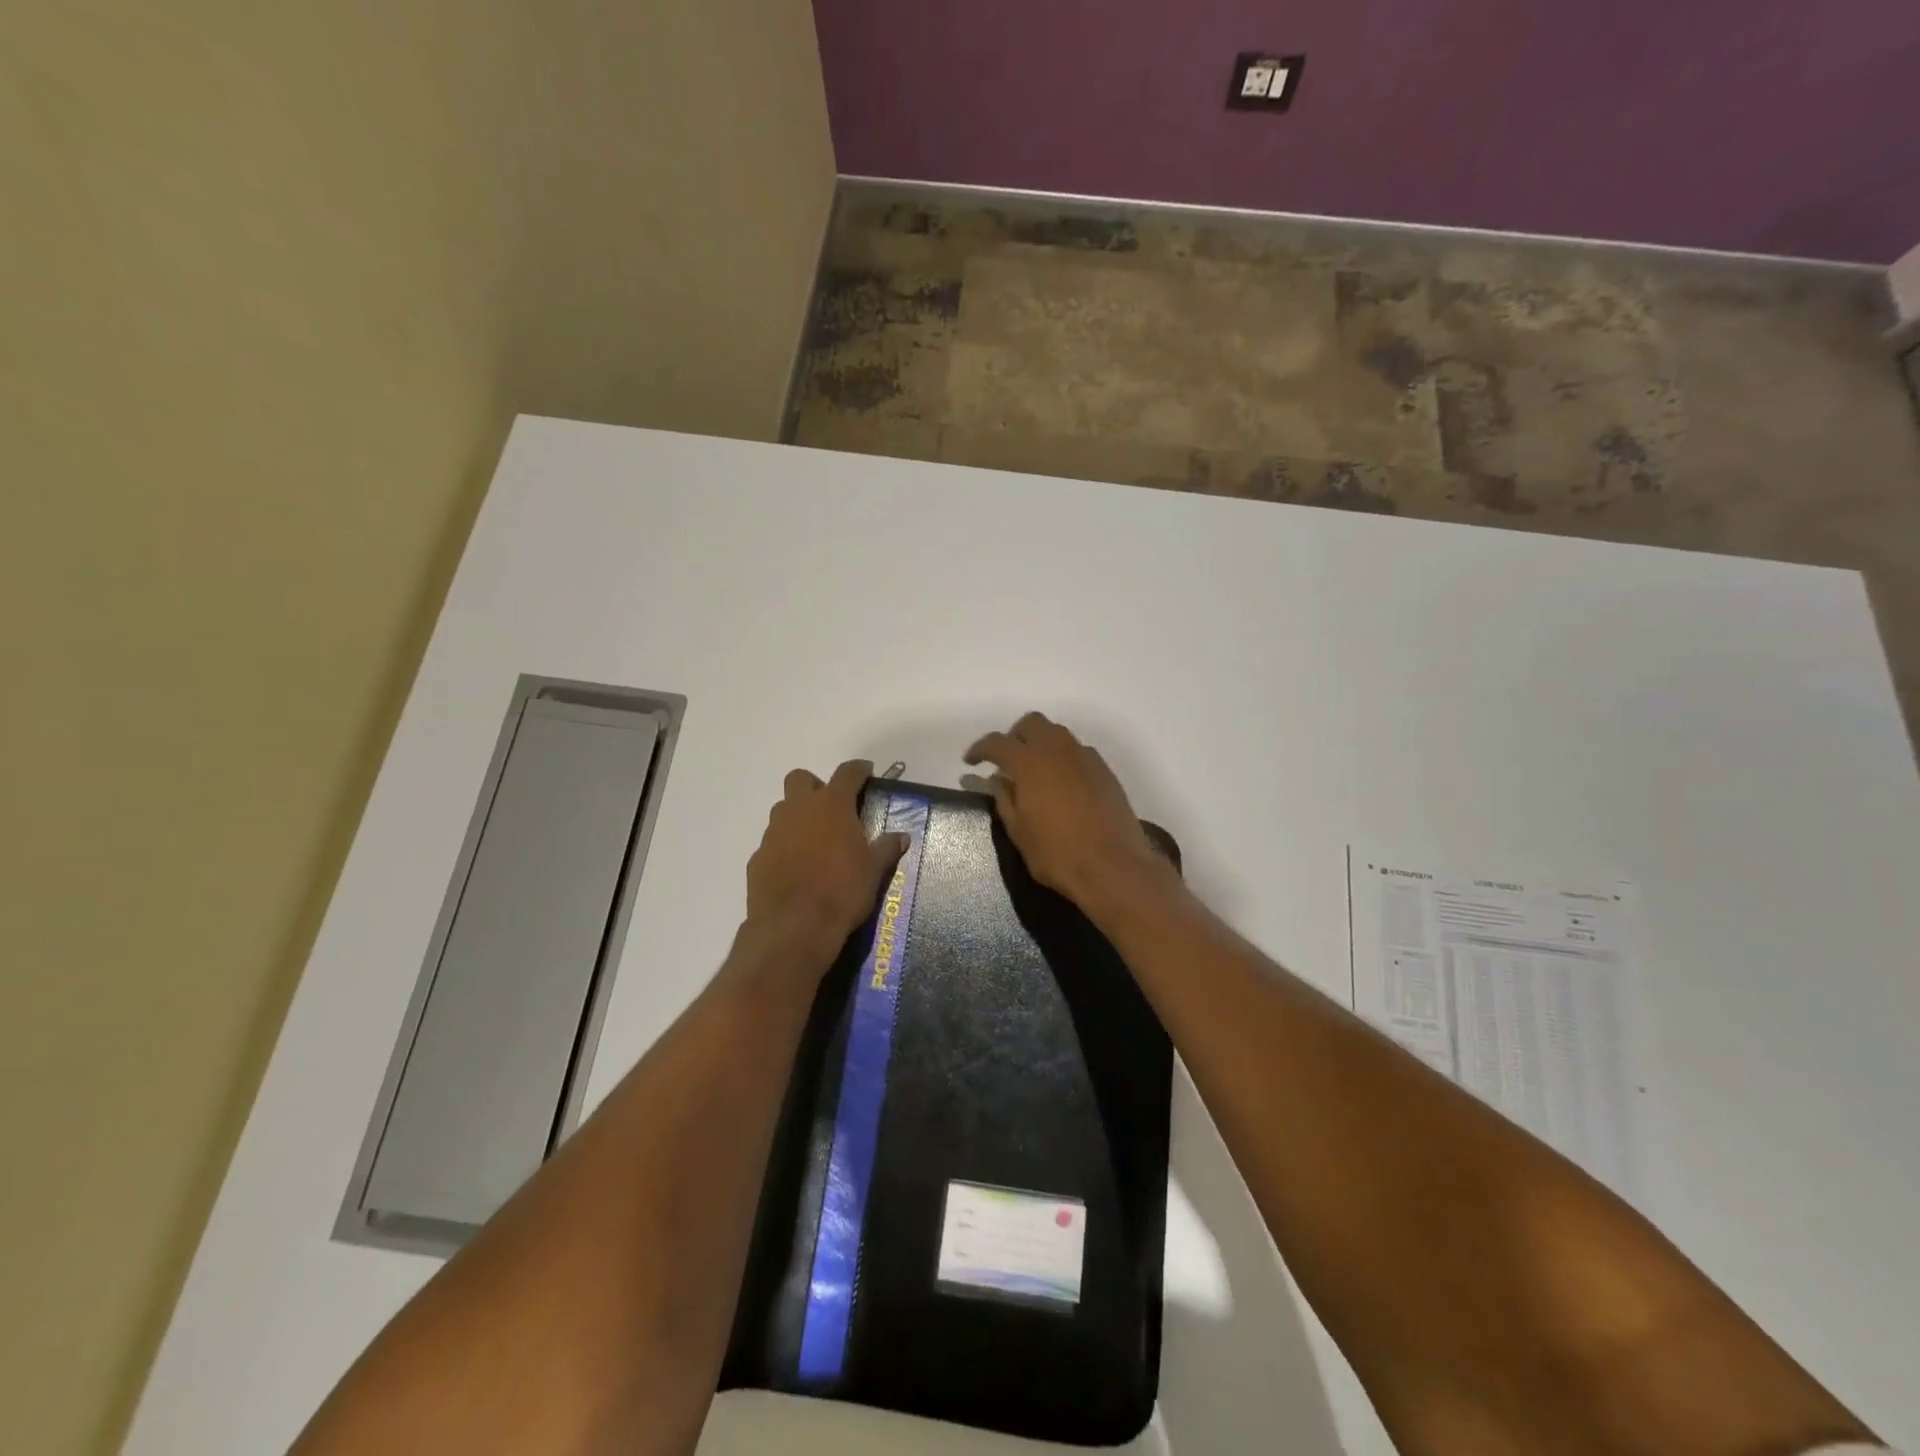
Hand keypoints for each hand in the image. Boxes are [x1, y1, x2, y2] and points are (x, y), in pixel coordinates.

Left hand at [746, 759, 907, 958]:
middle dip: (815, 786)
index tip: (866, 772)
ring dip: (797, 817)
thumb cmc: (842, 891)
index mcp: (831, 805)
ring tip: (815, 841)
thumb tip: (901, 836)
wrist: (794, 927)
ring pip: (782, 810)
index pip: (847, 773)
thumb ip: (886, 848)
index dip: (858, 770)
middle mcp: (798, 810)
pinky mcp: (757, 858)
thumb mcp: (874, 870)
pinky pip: (772, 843)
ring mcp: (773, 833)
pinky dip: (784, 848)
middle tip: (832, 808)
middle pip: (800, 779)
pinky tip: (796, 869)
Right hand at [964, 712, 1167, 909]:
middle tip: (1006, 761)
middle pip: (1032, 723)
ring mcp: (1085, 758)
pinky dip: (1063, 759)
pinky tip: (1061, 784)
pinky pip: (1078, 752)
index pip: (998, 742)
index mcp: (1030, 762)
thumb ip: (1005, 800)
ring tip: (1035, 772)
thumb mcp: (1019, 832)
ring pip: (1058, 734)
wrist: (1113, 866)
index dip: (980, 749)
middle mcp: (1058, 750)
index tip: (971, 761)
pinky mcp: (1105, 771)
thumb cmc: (1057, 853)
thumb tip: (999, 781)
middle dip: (1015, 736)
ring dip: (1041, 744)